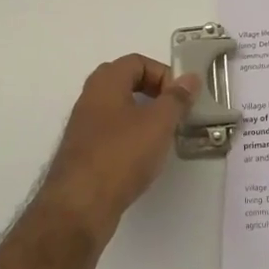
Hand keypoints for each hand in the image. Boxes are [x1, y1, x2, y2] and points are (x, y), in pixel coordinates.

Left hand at [41, 55, 199, 240]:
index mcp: (105, 82)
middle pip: (126, 82)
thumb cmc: (121, 155)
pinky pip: (112, 133)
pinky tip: (144, 158)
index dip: (163, 73)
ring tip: (163, 136)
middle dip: (154, 93)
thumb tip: (189, 78)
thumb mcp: (158, 123)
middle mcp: (90, 98)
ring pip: (118, 110)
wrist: (79, 206)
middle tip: (174, 112)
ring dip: (143, 116)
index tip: (181, 96)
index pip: (137, 62)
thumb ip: (176, 98)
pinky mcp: (83, 153)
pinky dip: (130, 137)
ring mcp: (84, 127)